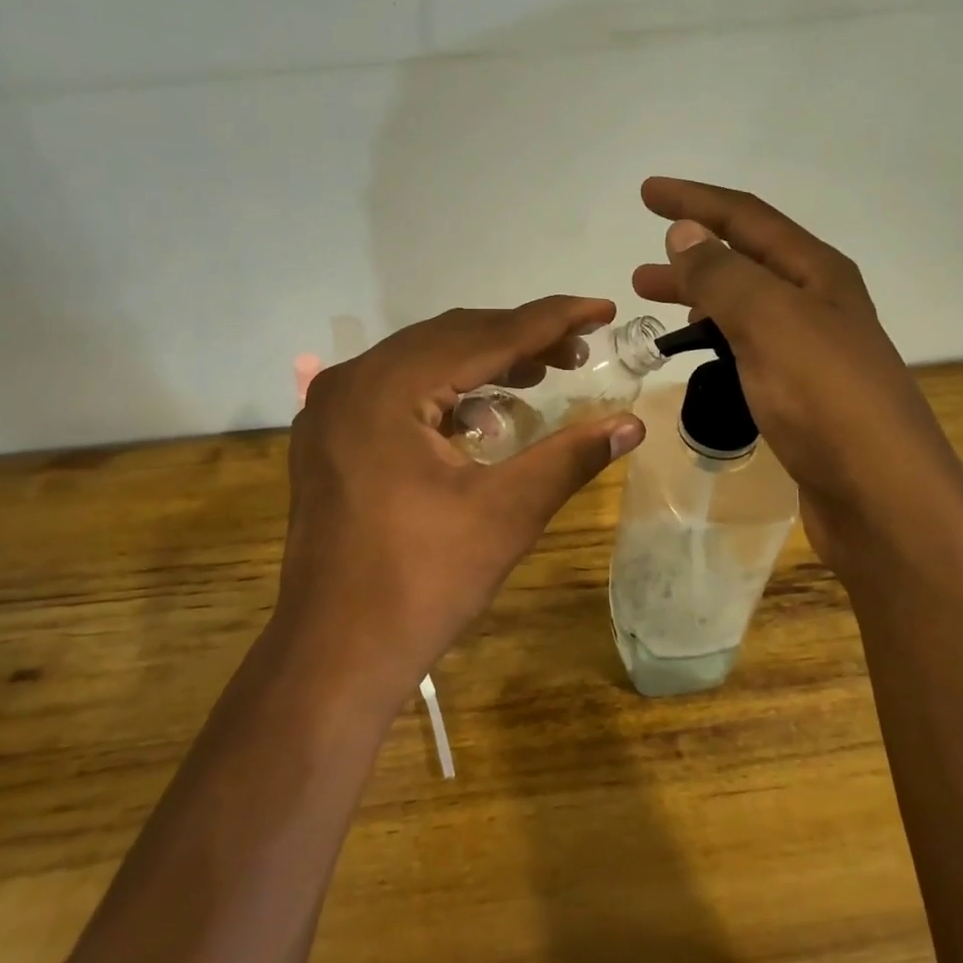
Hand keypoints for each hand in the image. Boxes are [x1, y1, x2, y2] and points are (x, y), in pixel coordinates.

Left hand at [274, 298, 645, 709]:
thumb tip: (633, 425)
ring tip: (541, 375)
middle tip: (578, 351)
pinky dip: (445, 393)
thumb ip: (571, 457)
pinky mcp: (329, 440)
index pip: (484, 336)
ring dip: (482, 364)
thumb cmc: (422, 584)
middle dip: (518, 339)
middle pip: (449, 338)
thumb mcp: (506, 514)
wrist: (335, 655)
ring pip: (421, 362)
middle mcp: (351, 382)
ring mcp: (331, 410)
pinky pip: (396, 392)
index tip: (603, 308)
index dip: (551, 320)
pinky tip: (483, 416)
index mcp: (387, 388)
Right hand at [631, 178, 962, 565]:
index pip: (746, 219)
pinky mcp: (801, 394)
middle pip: (744, 262)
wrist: (881, 496)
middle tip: (641, 270)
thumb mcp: (769, 323)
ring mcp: (811, 351)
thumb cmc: (825, 399)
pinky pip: (749, 349)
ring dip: (700, 299)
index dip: (695, 201)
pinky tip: (698, 355)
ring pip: (744, 308)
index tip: (646, 192)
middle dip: (691, 255)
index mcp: (816, 273)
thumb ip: (723, 275)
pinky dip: (717, 341)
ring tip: (655, 307)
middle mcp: (817, 303)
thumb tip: (685, 232)